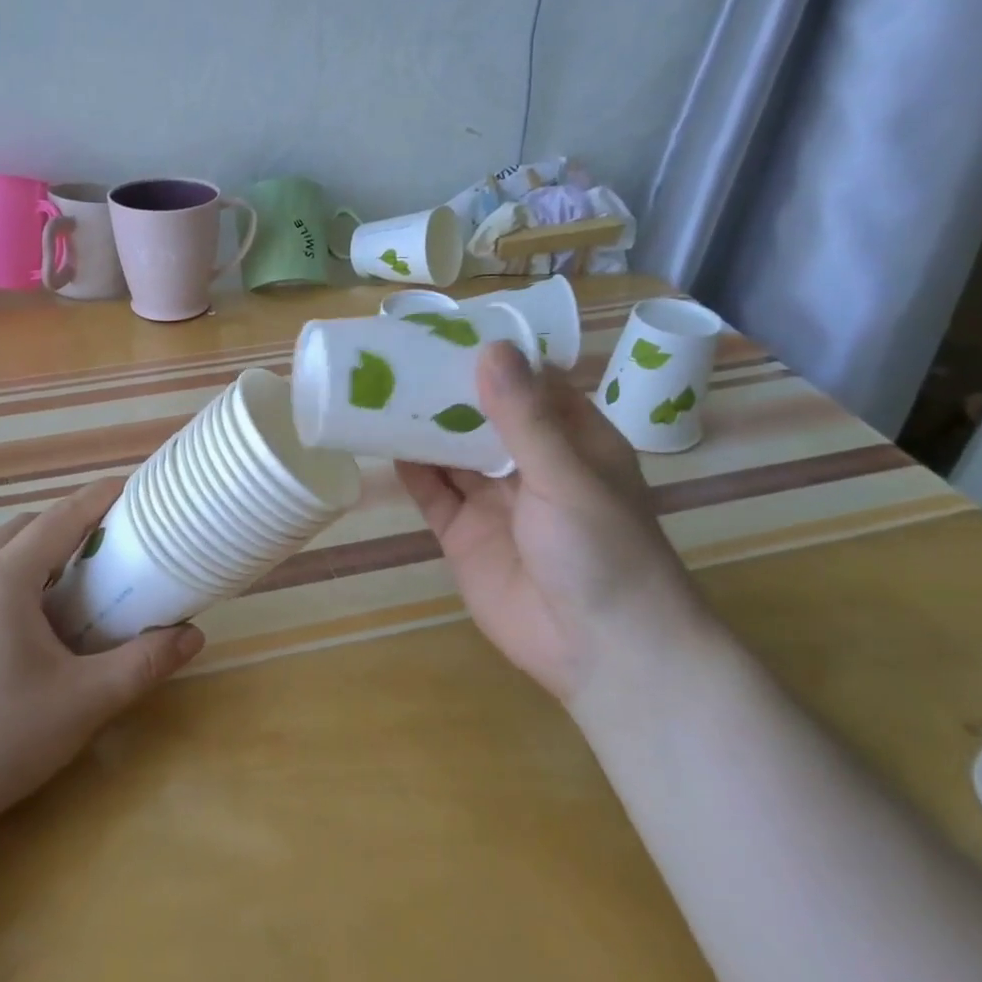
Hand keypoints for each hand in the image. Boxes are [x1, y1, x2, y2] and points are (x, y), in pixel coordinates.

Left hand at [0, 479, 202, 837]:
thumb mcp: (84, 702)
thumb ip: (142, 664)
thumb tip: (193, 636)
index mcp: (3, 581)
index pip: (60, 518)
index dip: (99, 498)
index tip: (133, 489)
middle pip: (26, 527)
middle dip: (70, 523)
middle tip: (112, 543)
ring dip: (39, 549)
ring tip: (77, 579)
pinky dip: (14, 574)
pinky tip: (32, 619)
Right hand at [397, 343, 705, 703]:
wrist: (601, 652)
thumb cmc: (602, 551)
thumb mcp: (565, 475)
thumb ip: (524, 416)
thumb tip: (489, 348)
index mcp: (571, 440)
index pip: (528, 384)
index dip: (491, 357)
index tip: (447, 328)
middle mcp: (531, 464)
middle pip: (483, 416)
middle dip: (447, 390)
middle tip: (398, 356)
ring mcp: (495, 501)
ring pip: (452, 452)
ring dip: (423, 426)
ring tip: (380, 390)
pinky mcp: (464, 535)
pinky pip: (433, 493)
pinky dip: (411, 470)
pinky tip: (383, 442)